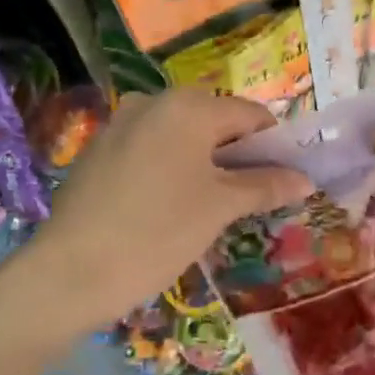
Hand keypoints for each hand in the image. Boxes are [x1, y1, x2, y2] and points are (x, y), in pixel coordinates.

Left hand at [32, 90, 312, 328]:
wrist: (70, 273)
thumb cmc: (158, 232)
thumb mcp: (220, 208)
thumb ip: (266, 185)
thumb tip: (305, 179)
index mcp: (189, 106)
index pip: (251, 115)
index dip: (275, 146)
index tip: (285, 181)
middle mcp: (153, 102)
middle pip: (216, 122)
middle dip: (239, 156)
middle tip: (251, 199)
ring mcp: (121, 125)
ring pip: (182, 138)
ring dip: (206, 164)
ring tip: (214, 208)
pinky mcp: (99, 151)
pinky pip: (152, 151)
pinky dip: (173, 170)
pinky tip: (171, 208)